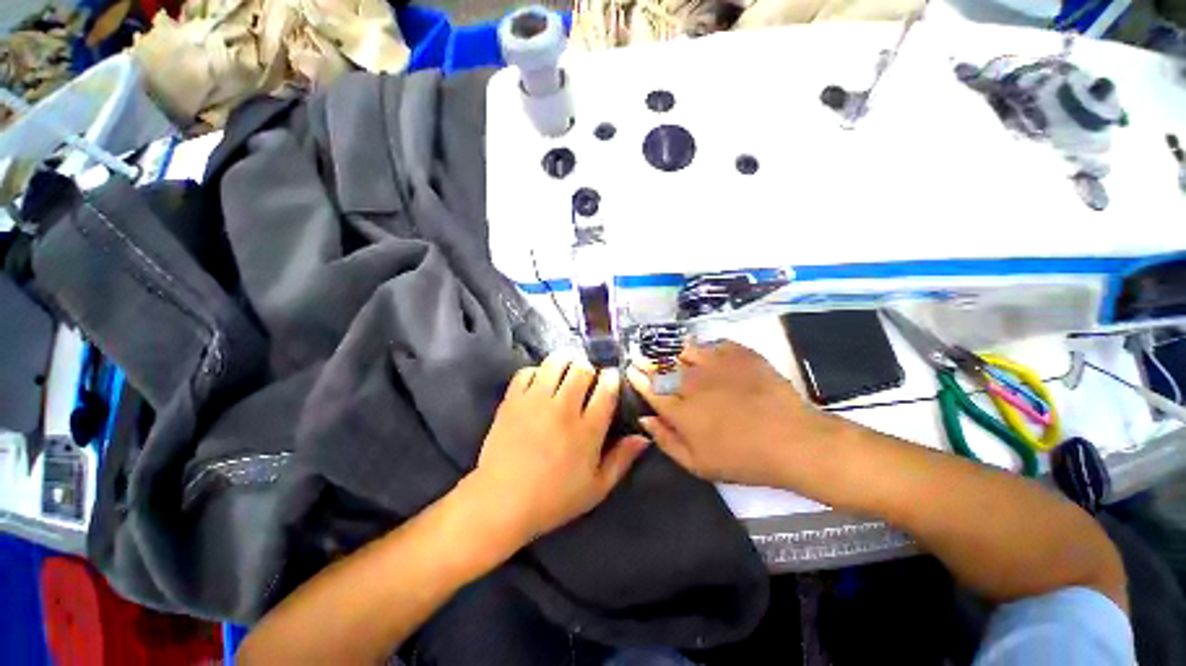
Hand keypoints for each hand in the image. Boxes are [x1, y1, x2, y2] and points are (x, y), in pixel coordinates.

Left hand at [467, 352, 648, 544]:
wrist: (501, 502)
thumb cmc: (554, 498)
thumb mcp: (596, 488)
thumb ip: (622, 459)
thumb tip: (643, 437)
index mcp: (587, 429)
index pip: (606, 388)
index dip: (611, 376)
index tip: (610, 377)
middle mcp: (563, 408)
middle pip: (582, 368)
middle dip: (588, 367)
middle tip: (586, 376)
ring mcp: (535, 401)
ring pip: (555, 362)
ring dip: (564, 362)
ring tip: (565, 371)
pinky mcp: (512, 400)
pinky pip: (526, 371)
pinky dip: (536, 372)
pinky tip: (539, 383)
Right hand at [627, 340, 845, 488]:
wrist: (793, 441)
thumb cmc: (743, 459)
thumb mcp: (698, 464)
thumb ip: (666, 440)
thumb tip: (645, 418)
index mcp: (681, 410)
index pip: (650, 388)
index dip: (637, 377)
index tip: (630, 369)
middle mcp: (692, 382)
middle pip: (663, 366)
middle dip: (649, 362)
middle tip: (644, 358)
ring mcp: (716, 364)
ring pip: (685, 351)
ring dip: (677, 354)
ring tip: (678, 359)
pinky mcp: (738, 354)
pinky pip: (713, 344)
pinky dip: (707, 349)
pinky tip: (711, 357)